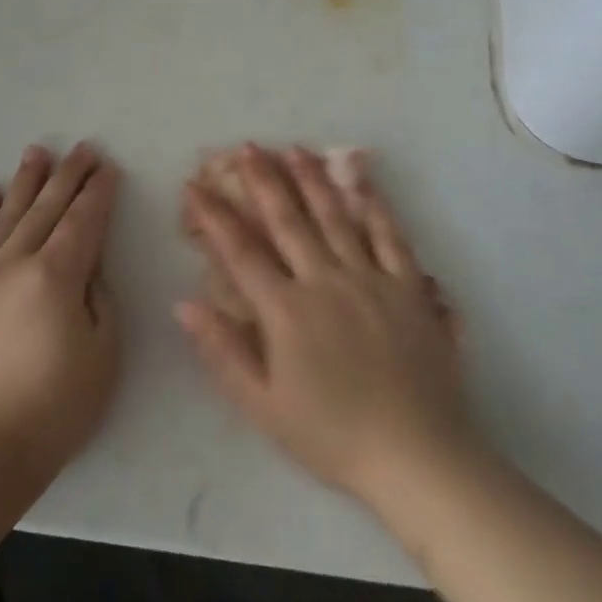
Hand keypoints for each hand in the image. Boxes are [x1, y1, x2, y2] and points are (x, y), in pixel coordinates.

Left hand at [0, 143, 121, 482]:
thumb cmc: (56, 406)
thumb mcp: (103, 351)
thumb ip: (98, 295)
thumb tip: (86, 264)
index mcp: (55, 276)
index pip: (83, 220)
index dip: (99, 192)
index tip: (109, 168)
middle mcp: (13, 262)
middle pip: (47, 208)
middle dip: (69, 176)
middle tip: (83, 149)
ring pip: (6, 215)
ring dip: (26, 182)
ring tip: (38, 152)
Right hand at [175, 144, 477, 516]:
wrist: (416, 455)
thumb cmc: (332, 435)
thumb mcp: (263, 406)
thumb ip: (223, 351)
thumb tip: (184, 303)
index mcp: (286, 311)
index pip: (241, 252)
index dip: (215, 217)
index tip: (195, 187)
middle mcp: (325, 281)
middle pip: (288, 221)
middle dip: (264, 181)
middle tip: (247, 147)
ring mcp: (371, 278)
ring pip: (336, 217)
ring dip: (313, 180)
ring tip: (295, 149)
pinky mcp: (408, 286)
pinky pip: (390, 235)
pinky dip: (375, 204)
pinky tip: (362, 181)